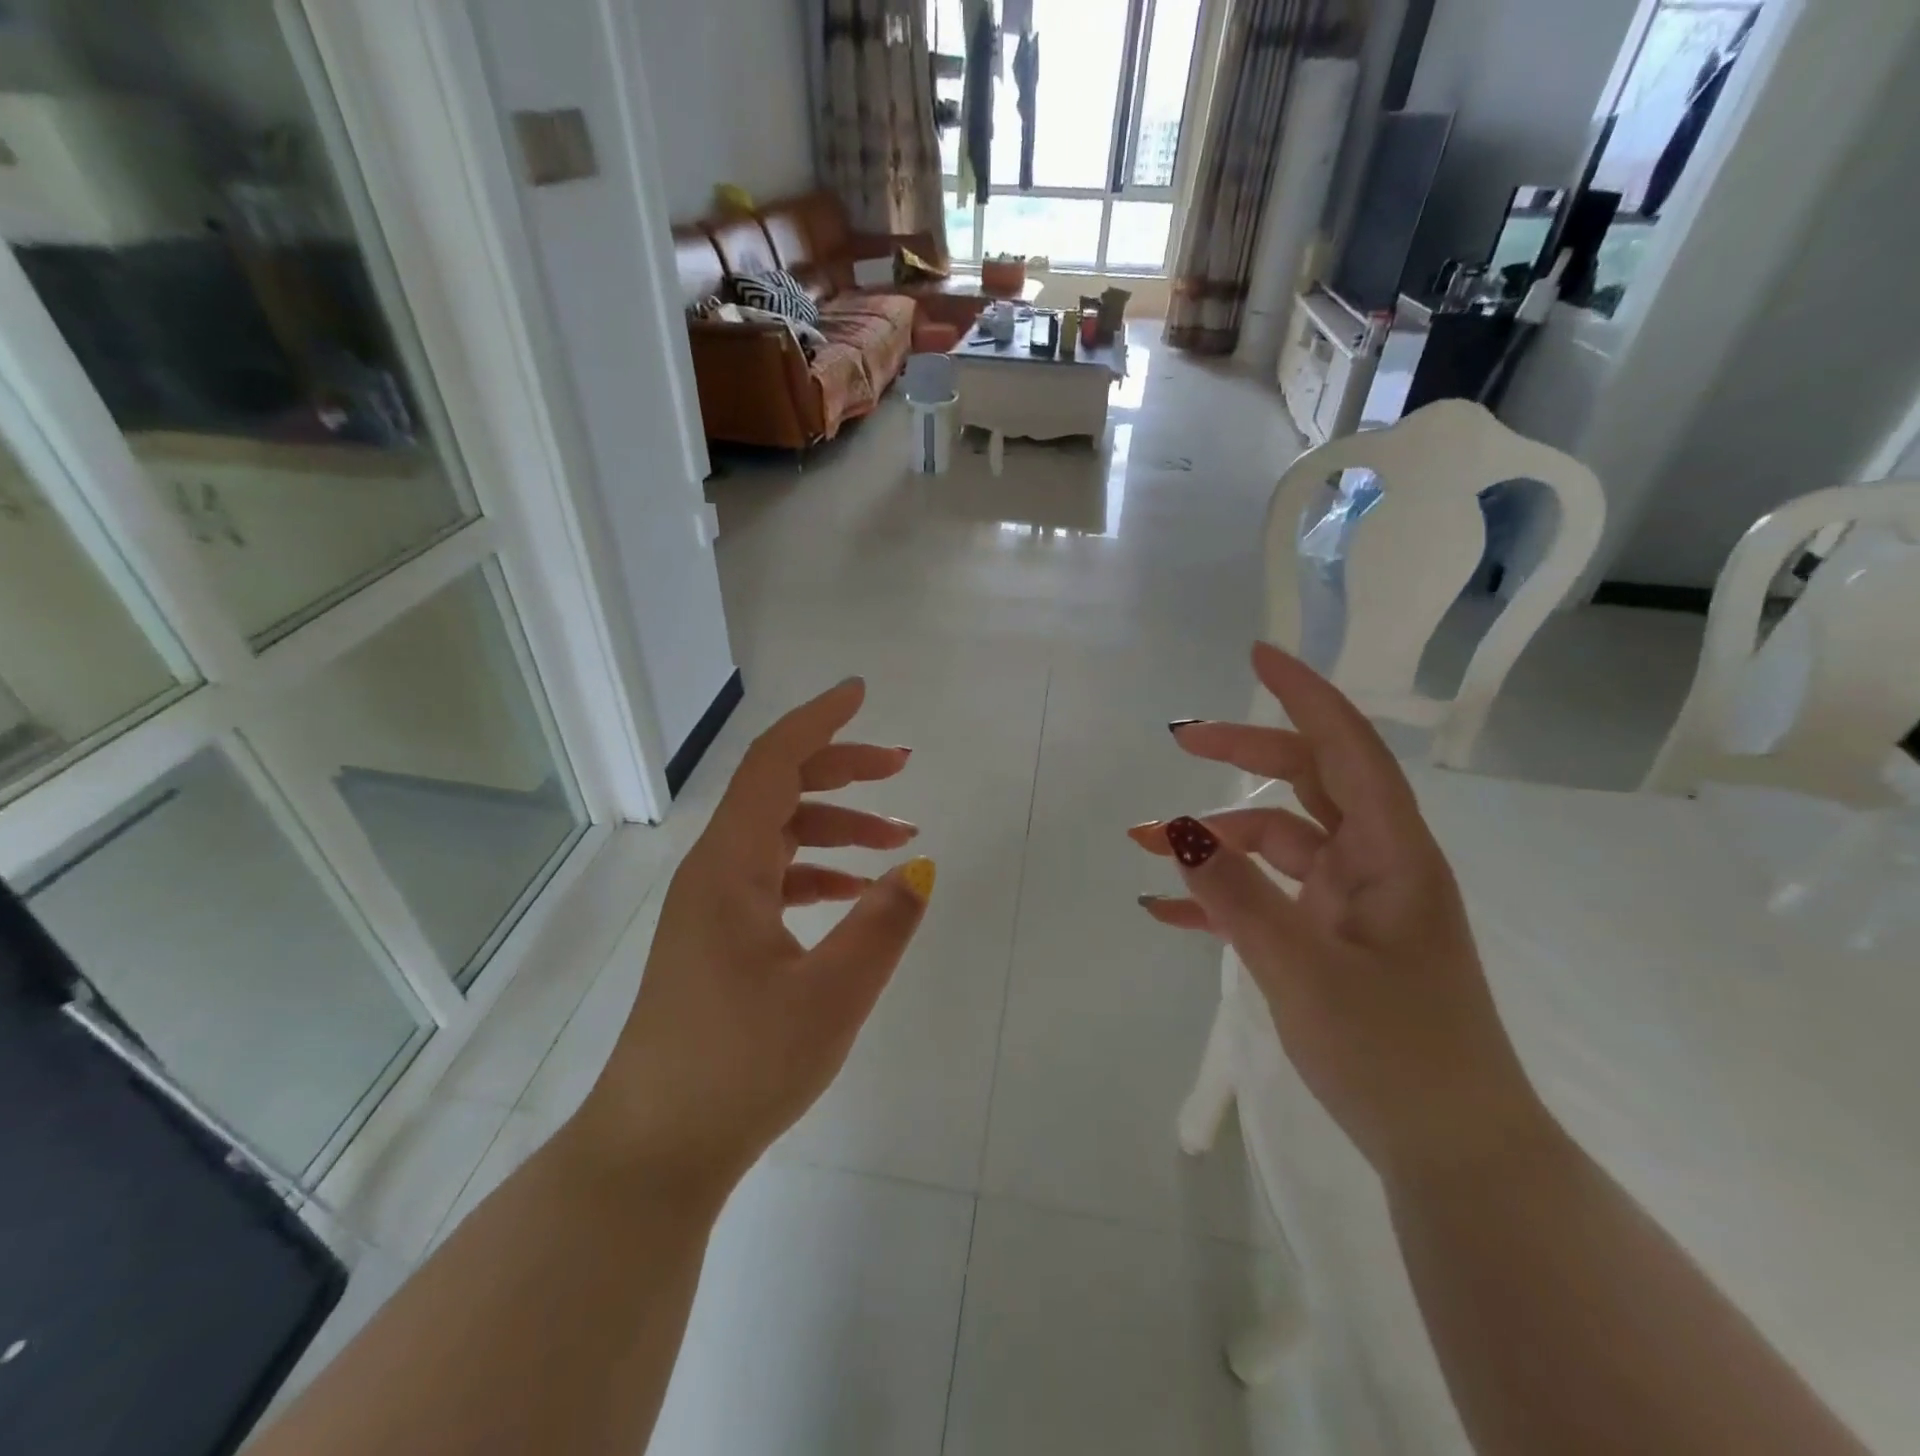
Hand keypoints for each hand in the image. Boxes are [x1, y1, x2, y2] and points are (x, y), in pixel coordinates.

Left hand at [574, 678, 933, 1209]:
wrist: (655, 1152)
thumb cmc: (739, 1068)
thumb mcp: (830, 997)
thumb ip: (883, 926)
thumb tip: (920, 868)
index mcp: (729, 868)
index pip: (774, 764)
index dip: (819, 722)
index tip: (860, 693)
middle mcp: (714, 873)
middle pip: (778, 791)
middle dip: (842, 769)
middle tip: (903, 768)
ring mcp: (712, 907)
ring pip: (779, 836)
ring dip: (838, 826)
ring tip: (900, 841)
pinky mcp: (718, 939)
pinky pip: (774, 879)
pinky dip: (819, 871)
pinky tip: (857, 894)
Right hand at [1131, 643, 1550, 1183]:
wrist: (1453, 1154)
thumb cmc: (1395, 1054)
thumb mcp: (1303, 971)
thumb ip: (1236, 897)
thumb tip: (1176, 830)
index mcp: (1391, 854)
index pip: (1348, 748)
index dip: (1304, 695)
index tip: (1256, 655)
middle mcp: (1375, 864)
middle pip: (1306, 781)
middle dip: (1243, 753)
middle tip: (1178, 740)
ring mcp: (1352, 903)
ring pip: (1276, 841)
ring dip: (1213, 838)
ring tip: (1143, 843)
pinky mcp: (1331, 939)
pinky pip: (1267, 896)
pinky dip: (1220, 895)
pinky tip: (1165, 910)